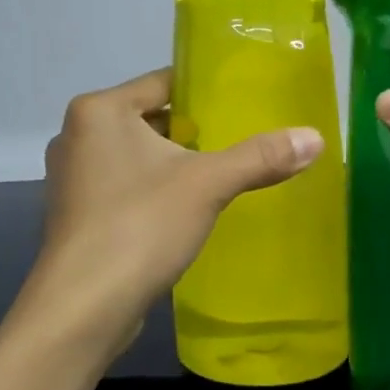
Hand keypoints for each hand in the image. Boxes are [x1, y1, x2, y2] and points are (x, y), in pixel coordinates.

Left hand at [16, 68, 322, 353]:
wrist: (83, 308)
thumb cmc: (140, 226)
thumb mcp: (208, 184)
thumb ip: (260, 157)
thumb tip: (317, 137)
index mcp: (99, 111)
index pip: (164, 82)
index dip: (207, 91)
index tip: (246, 102)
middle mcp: (78, 135)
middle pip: (152, 118)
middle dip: (195, 131)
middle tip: (243, 140)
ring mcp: (73, 178)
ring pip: (139, 156)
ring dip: (176, 164)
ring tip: (223, 174)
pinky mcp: (78, 214)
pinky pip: (127, 186)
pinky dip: (156, 191)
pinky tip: (188, 210)